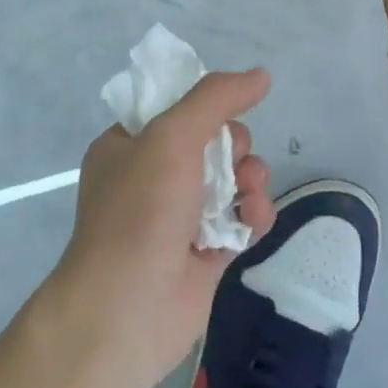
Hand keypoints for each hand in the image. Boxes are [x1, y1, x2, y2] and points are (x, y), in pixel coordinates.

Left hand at [53, 71, 276, 387]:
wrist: (126, 312)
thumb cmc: (140, 212)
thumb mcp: (173, 136)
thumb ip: (217, 98)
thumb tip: (262, 75)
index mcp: (130, 145)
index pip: (178, 108)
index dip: (208, 108)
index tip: (221, 117)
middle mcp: (154, 177)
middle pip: (215, 141)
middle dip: (235, 147)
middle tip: (232, 162)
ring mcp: (181, 216)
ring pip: (234, 179)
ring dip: (252, 179)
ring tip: (250, 192)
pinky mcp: (207, 252)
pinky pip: (242, 218)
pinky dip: (254, 214)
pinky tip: (253, 220)